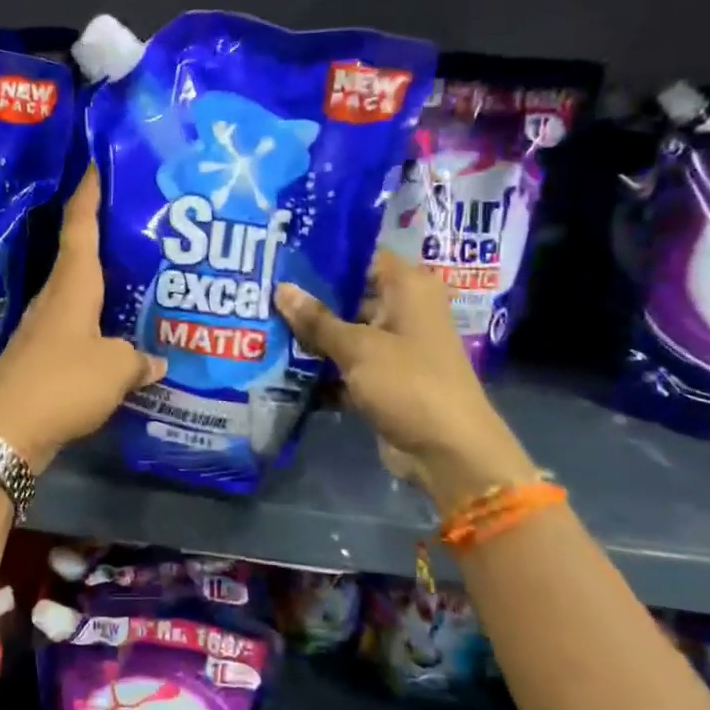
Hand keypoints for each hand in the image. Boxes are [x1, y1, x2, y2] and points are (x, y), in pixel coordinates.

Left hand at [0, 168, 163, 470]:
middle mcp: (54, 299)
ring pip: (80, 295)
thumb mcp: (115, 368)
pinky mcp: (42, 358)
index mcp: (71, 286)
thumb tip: (157, 360)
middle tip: (140, 223)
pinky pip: (77, 329)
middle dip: (105, 236)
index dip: (89, 193)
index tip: (96, 163)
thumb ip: (140, 358)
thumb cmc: (62, 383)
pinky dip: (99, 325)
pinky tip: (120, 336)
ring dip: (104, 284)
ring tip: (139, 278)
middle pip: (79, 256)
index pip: (79, 226)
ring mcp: (45, 329)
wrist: (7, 433)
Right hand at [275, 253, 536, 509]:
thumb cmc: (409, 384)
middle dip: (308, 300)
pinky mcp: (384, 379)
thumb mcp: (358, 347)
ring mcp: (394, 347)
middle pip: (349, 295)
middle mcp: (404, 311)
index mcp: (409, 288)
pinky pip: (346, 365)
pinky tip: (280, 368)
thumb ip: (317, 319)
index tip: (282, 257)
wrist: (448, 453)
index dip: (324, 256)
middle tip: (261, 293)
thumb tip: (281, 288)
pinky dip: (321, 369)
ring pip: (344, 333)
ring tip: (261, 327)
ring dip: (310, 337)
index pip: (363, 257)